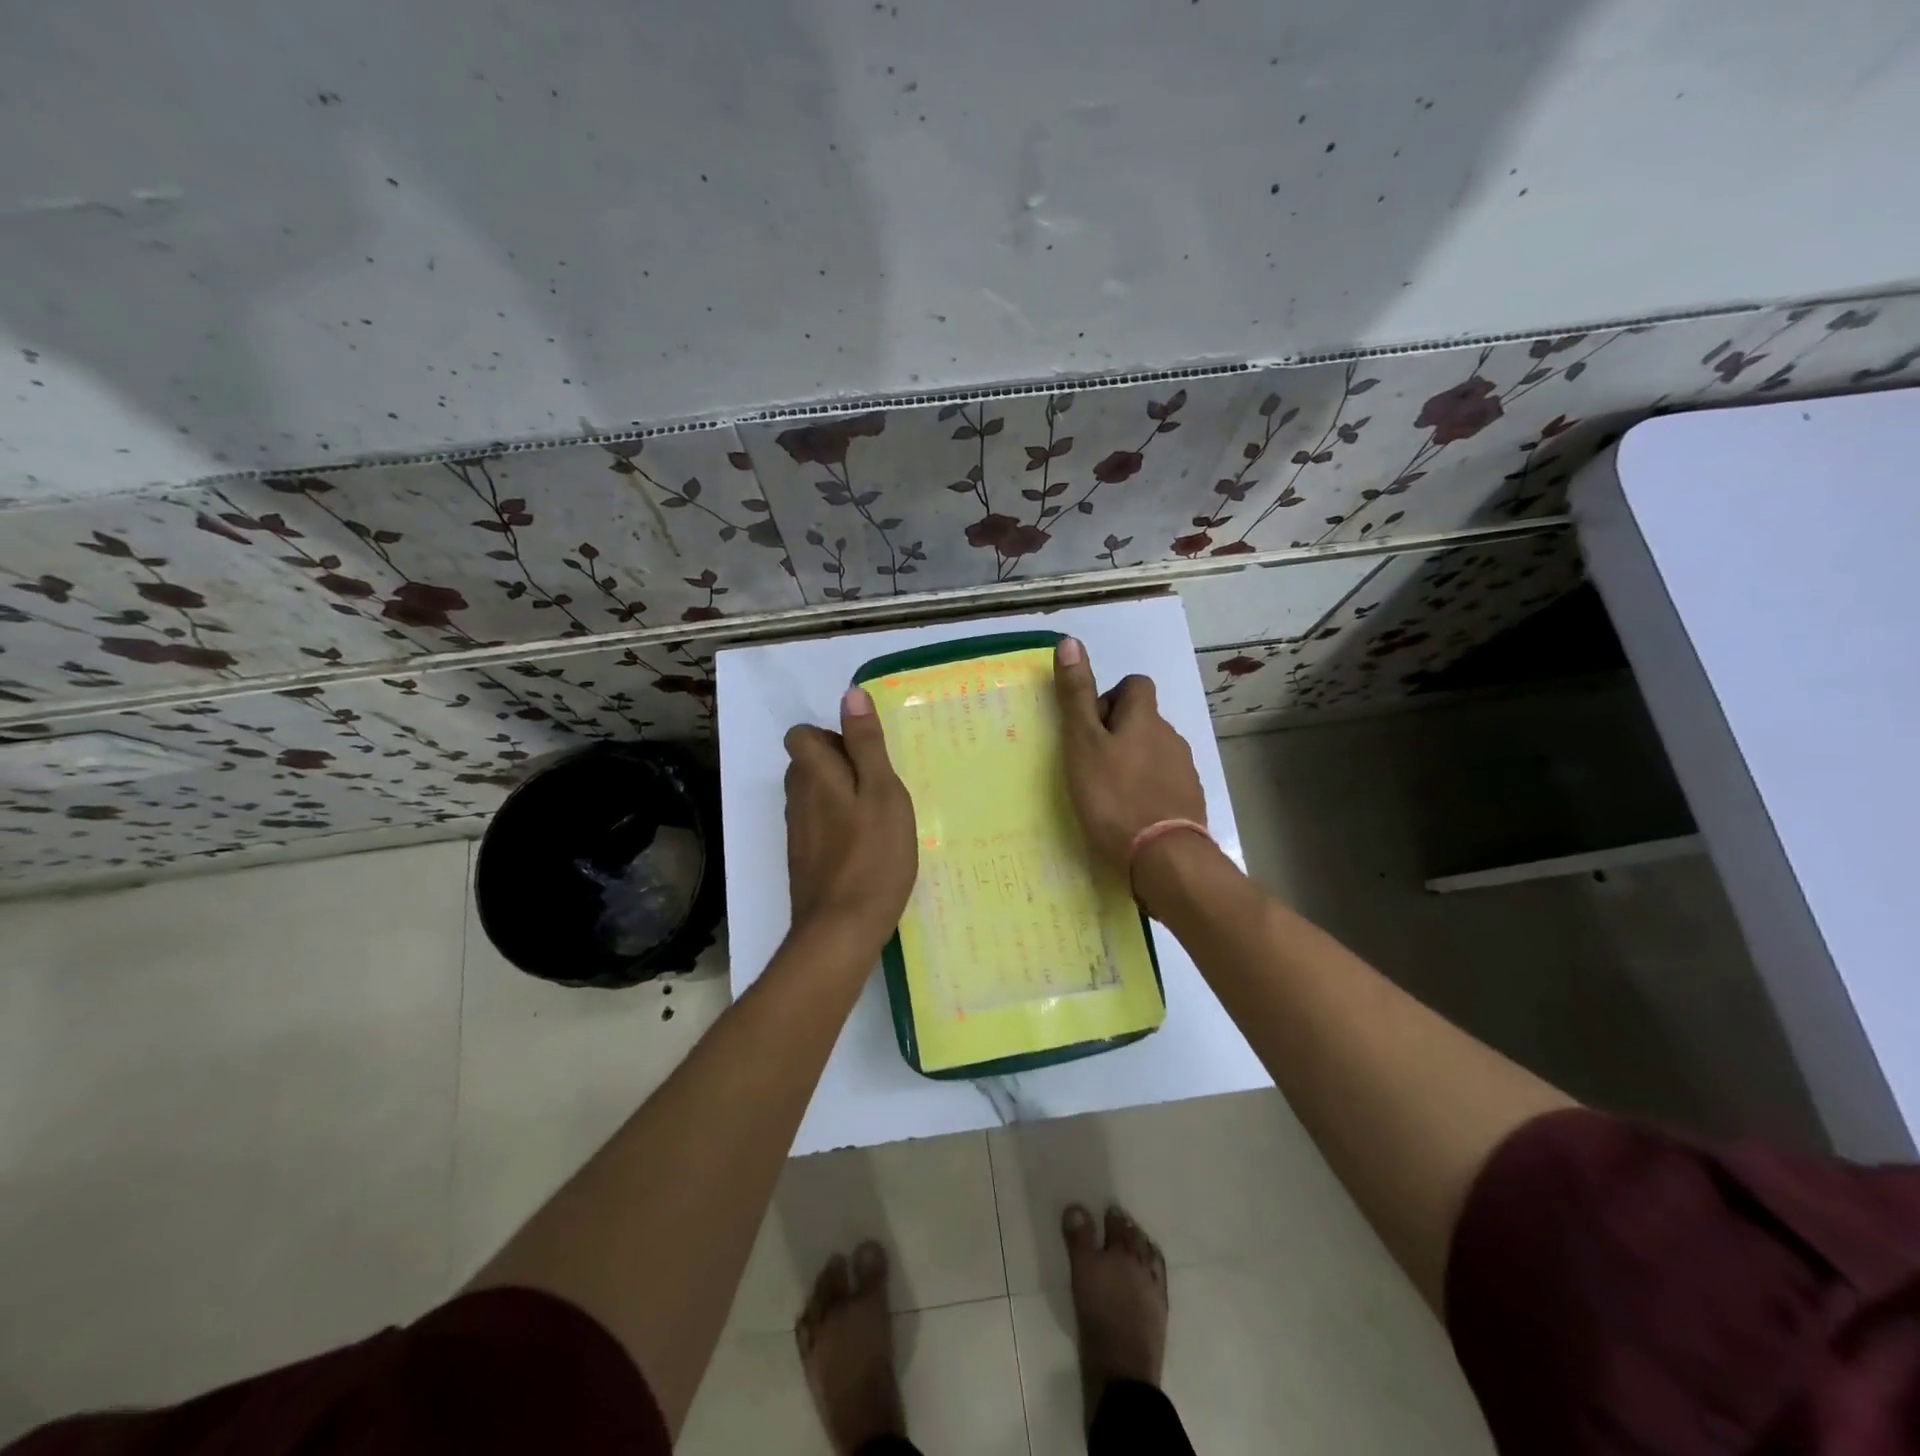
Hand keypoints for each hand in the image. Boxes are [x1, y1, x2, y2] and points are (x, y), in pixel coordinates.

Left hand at [782, 687, 918, 952]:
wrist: (841, 930)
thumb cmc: (872, 855)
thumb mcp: (882, 792)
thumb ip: (867, 743)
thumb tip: (851, 694)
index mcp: (814, 775)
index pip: (801, 735)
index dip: (830, 735)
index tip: (865, 754)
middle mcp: (797, 799)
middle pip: (807, 763)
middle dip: (839, 763)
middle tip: (880, 785)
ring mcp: (798, 832)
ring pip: (813, 796)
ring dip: (841, 796)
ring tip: (878, 815)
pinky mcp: (804, 860)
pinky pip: (818, 825)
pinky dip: (839, 825)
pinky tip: (867, 846)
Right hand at [1053, 637, 1207, 882]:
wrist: (1163, 858)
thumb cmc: (1113, 796)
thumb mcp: (1083, 743)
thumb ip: (1076, 696)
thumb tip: (1070, 640)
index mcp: (1145, 719)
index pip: (1135, 685)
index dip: (1111, 698)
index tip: (1090, 727)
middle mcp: (1171, 737)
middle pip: (1144, 721)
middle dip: (1120, 734)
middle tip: (1091, 764)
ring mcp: (1185, 771)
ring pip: (1155, 753)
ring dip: (1134, 763)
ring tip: (1109, 794)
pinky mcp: (1190, 802)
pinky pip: (1165, 784)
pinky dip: (1148, 790)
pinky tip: (1131, 815)